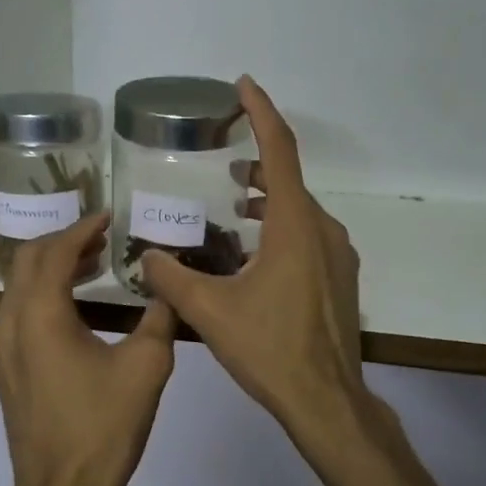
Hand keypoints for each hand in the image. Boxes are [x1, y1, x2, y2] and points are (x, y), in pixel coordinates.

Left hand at [0, 212, 177, 485]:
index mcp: (40, 315)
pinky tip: (78, 308)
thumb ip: (159, 317)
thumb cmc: (104, 426)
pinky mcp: (7, 370)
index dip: (81, 228)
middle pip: (26, 261)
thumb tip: (168, 288)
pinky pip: (20, 313)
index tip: (108, 217)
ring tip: (94, 265)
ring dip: (52, 268)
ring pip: (19, 288)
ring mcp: (3, 349)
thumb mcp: (146, 367)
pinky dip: (45, 295)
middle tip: (101, 238)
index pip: (54, 252)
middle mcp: (11, 324)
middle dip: (62, 242)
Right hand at [140, 77, 375, 459]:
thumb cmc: (269, 348)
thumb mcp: (210, 311)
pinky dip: (281, 226)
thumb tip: (145, 257)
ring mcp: (337, 255)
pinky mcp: (340, 278)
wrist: (325, 399)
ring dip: (269, 198)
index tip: (244, 86)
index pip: (280, 151)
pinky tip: (256, 252)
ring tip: (236, 203)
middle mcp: (322, 230)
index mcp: (294, 225)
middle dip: (258, 162)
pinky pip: (308, 235)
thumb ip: (172, 278)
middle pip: (289, 180)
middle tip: (224, 162)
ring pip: (300, 209)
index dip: (262, 113)